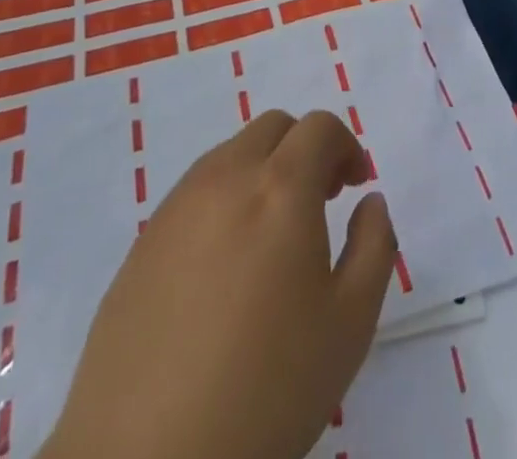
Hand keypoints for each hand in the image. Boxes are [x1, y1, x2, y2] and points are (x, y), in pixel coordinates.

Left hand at [39, 109, 396, 458]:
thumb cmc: (265, 390)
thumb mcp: (349, 324)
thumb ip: (374, 246)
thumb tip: (370, 202)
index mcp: (280, 187)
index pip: (319, 127)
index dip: (346, 147)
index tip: (356, 187)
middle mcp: (226, 178)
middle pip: (273, 129)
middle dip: (305, 150)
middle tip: (319, 202)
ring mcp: (176, 208)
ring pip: (231, 156)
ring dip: (262, 173)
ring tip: (272, 240)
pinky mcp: (142, 245)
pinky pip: (194, 195)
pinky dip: (223, 203)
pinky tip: (224, 271)